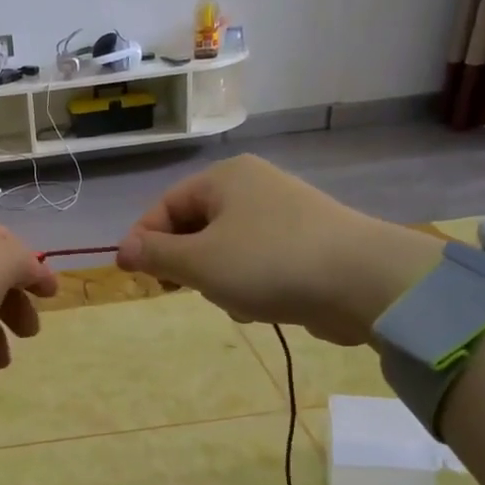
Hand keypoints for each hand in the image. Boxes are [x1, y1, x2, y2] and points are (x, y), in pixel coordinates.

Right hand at [115, 155, 441, 344]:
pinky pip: (255, 263)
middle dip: (186, 264)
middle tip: (184, 289)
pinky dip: (249, 285)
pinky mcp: (304, 244)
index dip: (144, 241)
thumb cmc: (267, 263)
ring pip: (224, 250)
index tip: (134, 276)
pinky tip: (260, 306)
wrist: (361, 281)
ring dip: (218, 280)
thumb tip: (124, 250)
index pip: (166, 206)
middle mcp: (253, 187)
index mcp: (224, 178)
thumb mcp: (199, 262)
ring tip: (234, 300)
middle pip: (195, 227)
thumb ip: (156, 255)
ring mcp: (282, 215)